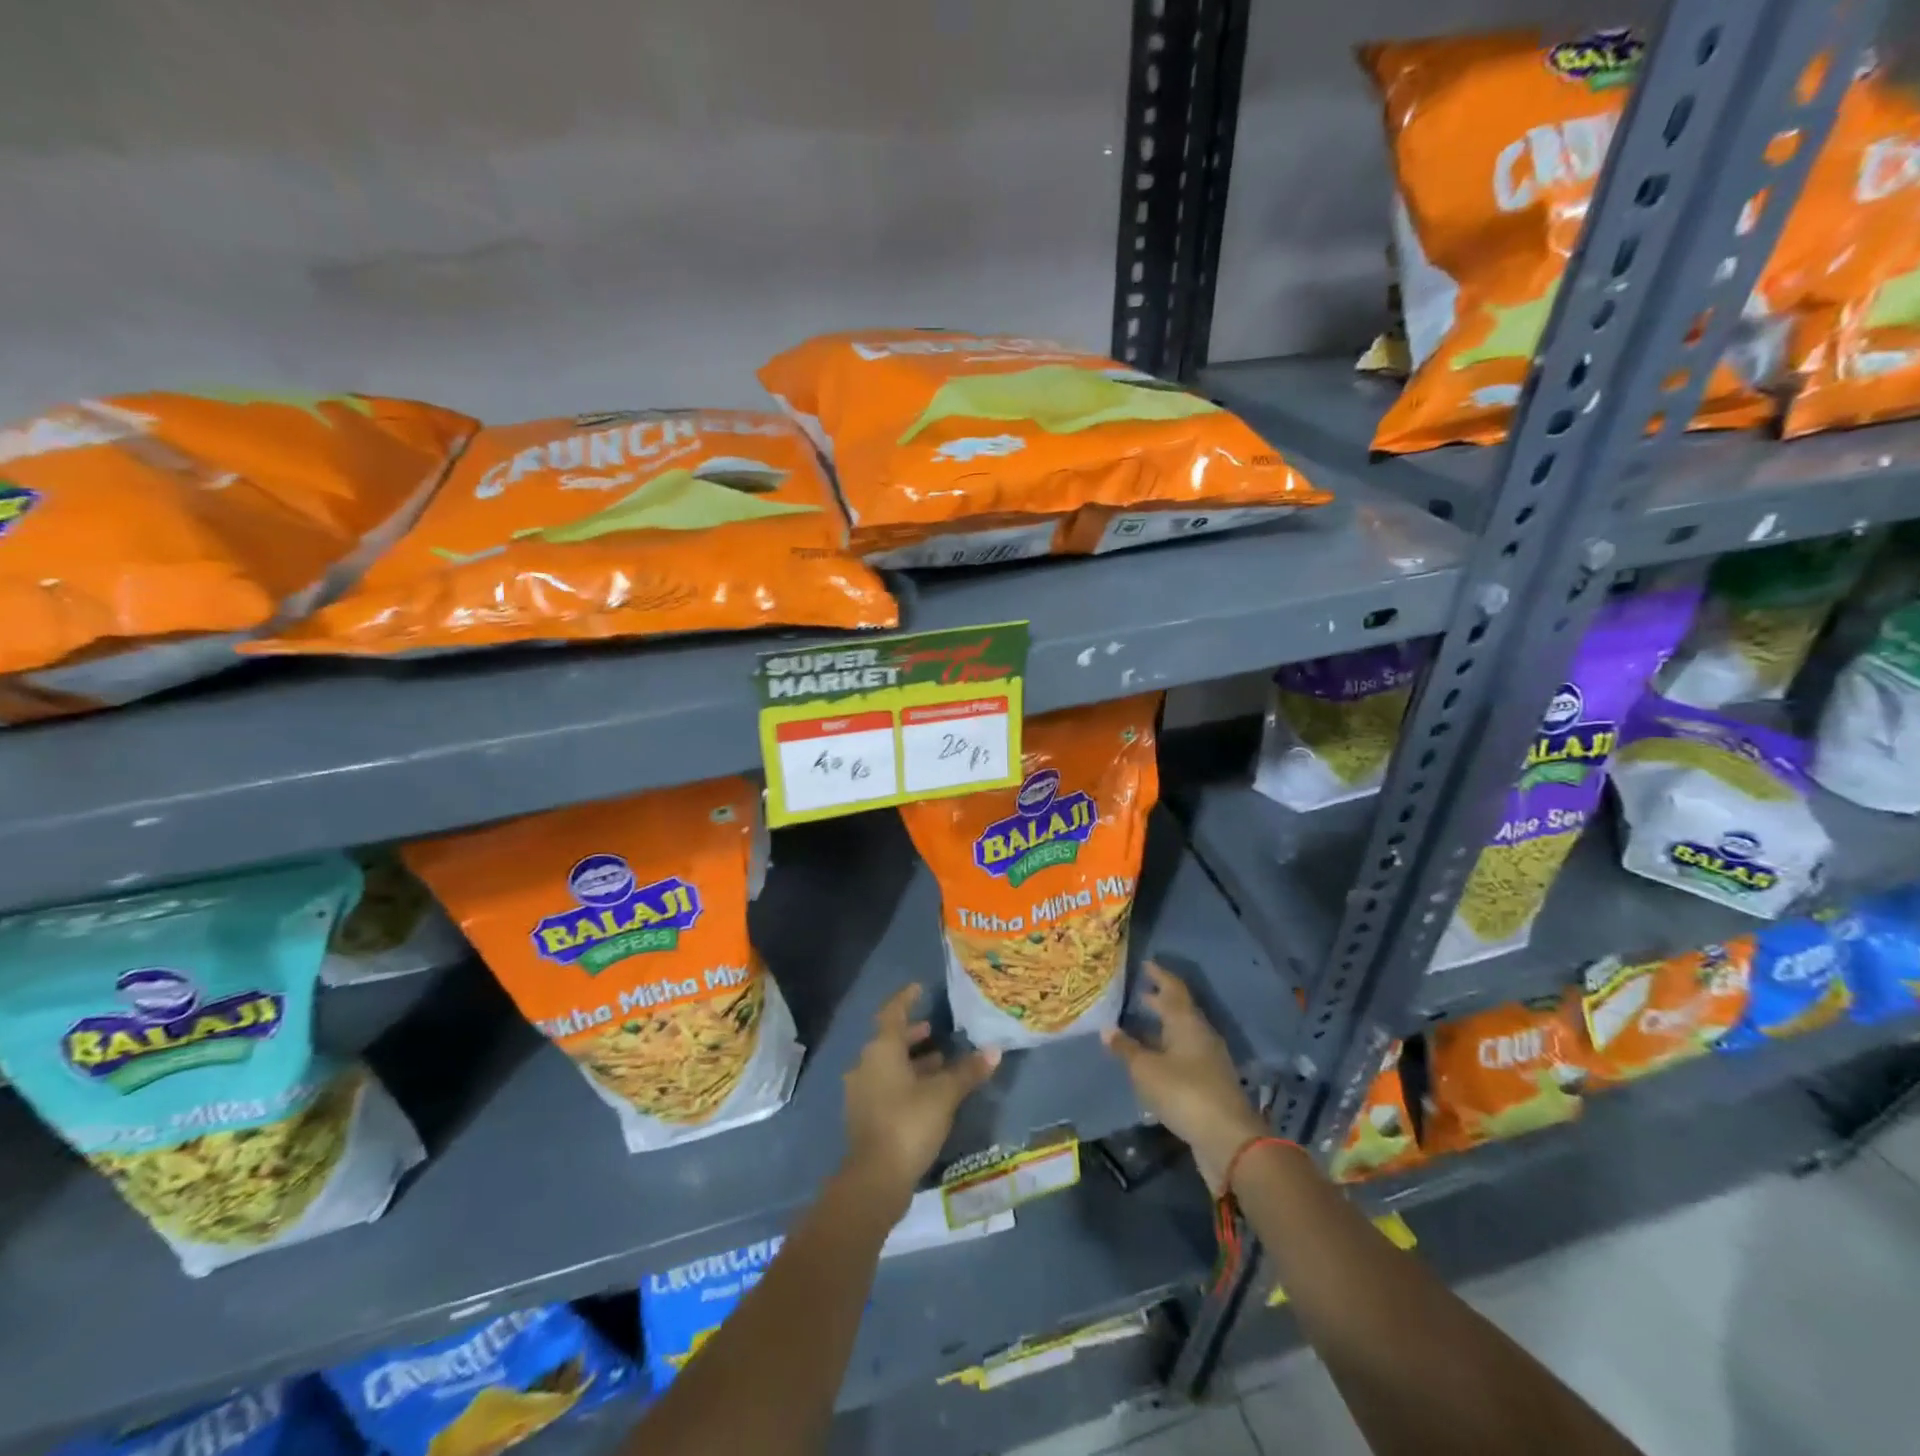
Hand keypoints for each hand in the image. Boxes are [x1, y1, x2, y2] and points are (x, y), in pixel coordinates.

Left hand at [842, 984, 999, 1210]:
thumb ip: (967, 1071)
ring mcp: (861, 1092)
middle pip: (889, 1040)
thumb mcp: (944, 1094)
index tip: (919, 987)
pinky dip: (905, 1081)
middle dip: (912, 1034)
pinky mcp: (865, 1116)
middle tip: (934, 1029)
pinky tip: (927, 1092)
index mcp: (881, 1050)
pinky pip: (886, 1086)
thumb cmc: (909, 1123)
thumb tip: (994, 1050)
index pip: (892, 1012)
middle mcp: (866, 1064)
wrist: (875, 1179)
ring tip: (940, 1060)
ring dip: (911, 1060)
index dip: (906, 999)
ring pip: (888, 1065)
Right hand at [1103, 962, 1267, 1194]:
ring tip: (1139, 1025)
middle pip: (1179, 1010)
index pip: (1172, 988)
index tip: (1144, 964)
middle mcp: (1200, 1034)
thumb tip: (1107, 1028)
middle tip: (1138, 992)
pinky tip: (1152, 1059)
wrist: (1229, 1140)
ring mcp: (1208, 1060)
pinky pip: (1184, 1055)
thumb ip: (1126, 1048)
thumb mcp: (1146, 1070)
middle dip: (1159, 1000)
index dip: (1158, 975)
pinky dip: (1166, 1050)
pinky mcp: (1209, 1083)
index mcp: (1186, 1022)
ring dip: (1162, 1027)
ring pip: (1181, 1033)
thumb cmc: (1184, 1092)